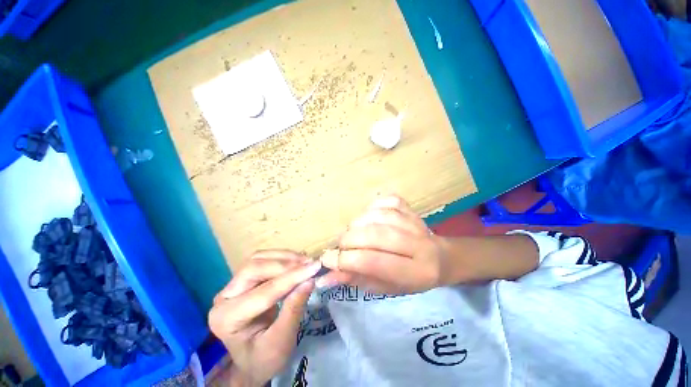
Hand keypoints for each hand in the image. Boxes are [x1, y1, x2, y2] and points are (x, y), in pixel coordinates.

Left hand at [209, 250, 321, 386]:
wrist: (253, 362)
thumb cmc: (265, 359)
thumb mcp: (281, 342)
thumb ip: (294, 310)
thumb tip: (310, 280)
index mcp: (227, 319)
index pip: (263, 292)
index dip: (291, 278)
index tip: (315, 267)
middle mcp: (224, 297)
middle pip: (254, 268)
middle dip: (285, 264)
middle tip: (310, 264)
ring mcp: (232, 286)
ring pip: (258, 258)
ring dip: (285, 257)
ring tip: (306, 261)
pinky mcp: (244, 280)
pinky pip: (263, 259)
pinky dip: (283, 257)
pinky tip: (297, 261)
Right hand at [318, 195, 448, 294]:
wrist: (439, 258)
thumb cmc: (410, 279)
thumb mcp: (384, 287)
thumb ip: (356, 279)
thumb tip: (326, 277)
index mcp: (415, 272)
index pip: (374, 262)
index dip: (346, 260)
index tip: (327, 260)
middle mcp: (418, 244)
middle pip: (374, 235)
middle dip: (348, 240)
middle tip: (341, 247)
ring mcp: (414, 221)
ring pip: (377, 216)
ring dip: (356, 225)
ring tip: (353, 234)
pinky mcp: (409, 208)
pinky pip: (384, 201)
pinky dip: (370, 208)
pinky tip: (368, 218)